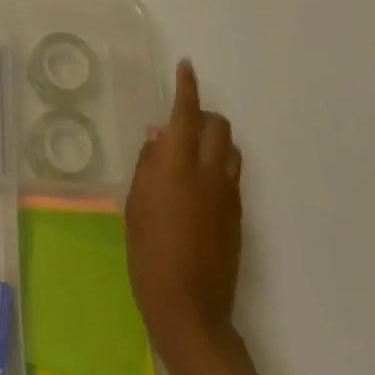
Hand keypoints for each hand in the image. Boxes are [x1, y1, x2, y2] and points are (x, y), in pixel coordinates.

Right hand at [125, 59, 243, 357]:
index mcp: (177, 164)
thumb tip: (160, 136)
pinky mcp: (238, 216)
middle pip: (218, 126)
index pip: (186, 112)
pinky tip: (199, 183)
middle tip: (182, 120)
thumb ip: (149, 164)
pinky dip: (219, 164)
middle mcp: (208, 172)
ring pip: (231, 149)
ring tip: (192, 150)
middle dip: (203, 114)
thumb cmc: (148, 251)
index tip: (186, 66)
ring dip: (214, 139)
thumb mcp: (136, 202)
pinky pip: (232, 175)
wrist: (189, 308)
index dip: (187, 86)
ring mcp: (228, 195)